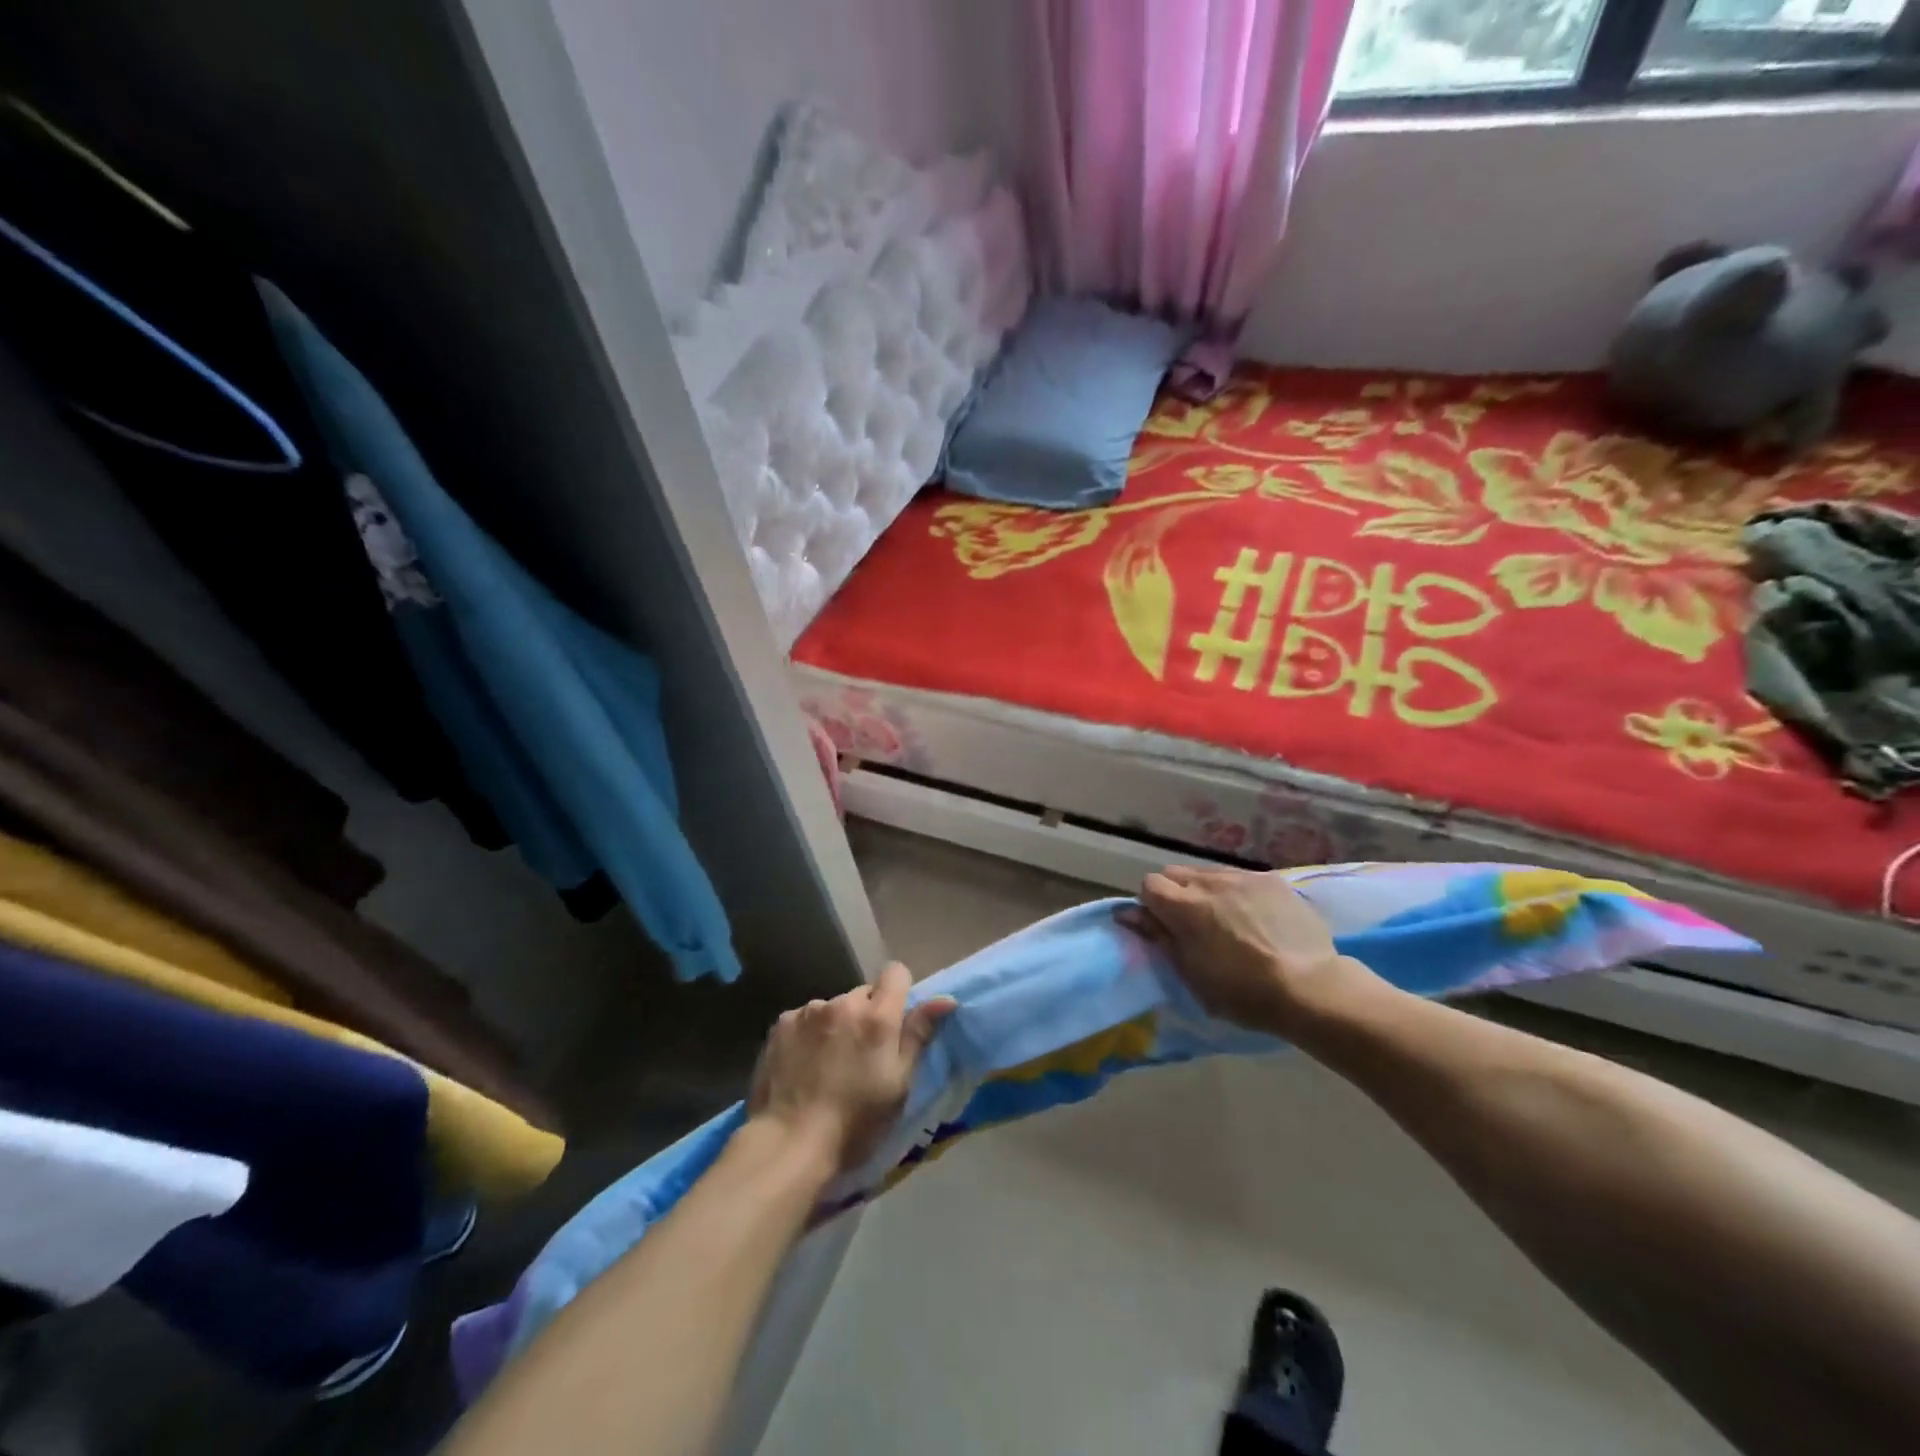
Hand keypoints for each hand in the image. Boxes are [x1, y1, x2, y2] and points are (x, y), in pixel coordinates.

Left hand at [747, 962, 956, 1177]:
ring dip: (836, 1024)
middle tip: (861, 1053)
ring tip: (827, 1062)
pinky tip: (802, 1064)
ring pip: (833, 1007)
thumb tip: (946, 999)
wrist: (790, 1143)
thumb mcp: (899, 1084)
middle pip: (863, 994)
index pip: (896, 972)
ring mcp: (808, 1011)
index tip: (895, 1022)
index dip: (899, 991)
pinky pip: (805, 1018)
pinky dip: (808, 1034)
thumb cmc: (856, 1122)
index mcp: (877, 1016)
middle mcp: (843, 1003)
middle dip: (867, 1014)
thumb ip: (919, 1035)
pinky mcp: (781, 1023)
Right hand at [1120, 865, 1377, 1036]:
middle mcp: (1209, 882)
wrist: (1309, 988)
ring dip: (1206, 891)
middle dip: (1176, 894)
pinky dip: (1237, 893)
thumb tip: (1128, 914)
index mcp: (1184, 906)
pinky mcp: (1272, 880)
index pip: (1149, 884)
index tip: (1164, 928)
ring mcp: (1243, 877)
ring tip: (1225, 920)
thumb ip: (1158, 937)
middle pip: (1175, 873)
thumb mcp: (1191, 973)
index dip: (1151, 906)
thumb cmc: (1242, 991)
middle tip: (1192, 925)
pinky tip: (1255, 918)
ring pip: (1208, 873)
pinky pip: (1240, 878)